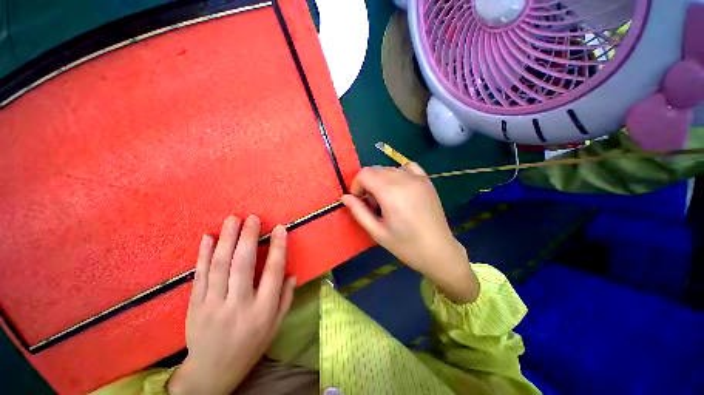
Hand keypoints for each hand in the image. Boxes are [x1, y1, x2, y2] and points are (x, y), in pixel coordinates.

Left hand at [168, 215, 295, 394]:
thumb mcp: (275, 326)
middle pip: (243, 265)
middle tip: (252, 218)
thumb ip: (285, 298)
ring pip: (219, 266)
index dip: (277, 248)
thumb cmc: (250, 346)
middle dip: (248, 237)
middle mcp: (238, 305)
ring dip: (226, 240)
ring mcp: (212, 306)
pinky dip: (203, 255)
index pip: (273, 272)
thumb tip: (292, 273)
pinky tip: (208, 238)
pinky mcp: (194, 306)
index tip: (280, 228)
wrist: (211, 372)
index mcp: (262, 311)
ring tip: (232, 220)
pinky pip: (199, 276)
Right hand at [341, 163, 477, 302]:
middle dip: (367, 184)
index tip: (360, 201)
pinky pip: (406, 167)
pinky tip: (399, 188)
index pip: (364, 174)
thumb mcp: (377, 232)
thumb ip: (358, 211)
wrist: (438, 250)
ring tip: (386, 200)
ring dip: (380, 180)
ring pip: (388, 168)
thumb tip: (344, 197)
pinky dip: (397, 174)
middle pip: (375, 169)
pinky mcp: (426, 180)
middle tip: (372, 204)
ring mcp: (418, 178)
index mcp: (391, 193)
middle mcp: (405, 180)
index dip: (356, 185)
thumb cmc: (405, 246)